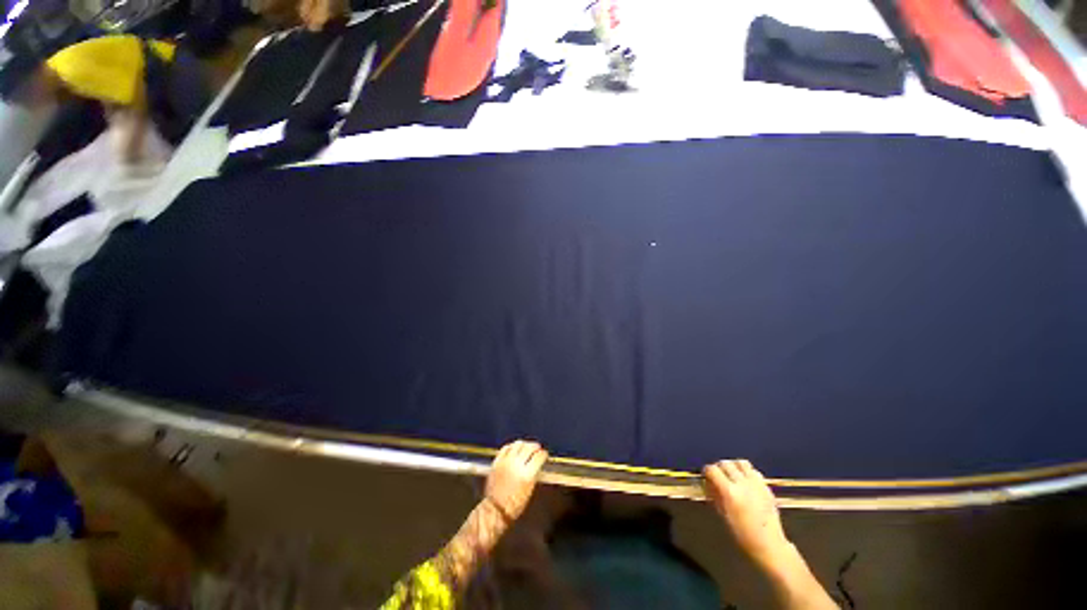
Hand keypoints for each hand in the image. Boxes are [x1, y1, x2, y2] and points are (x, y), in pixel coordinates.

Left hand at [486, 440, 548, 520]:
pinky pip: (504, 449)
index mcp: (527, 474)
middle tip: (537, 448)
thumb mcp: (530, 489)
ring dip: (523, 444)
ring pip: (516, 445)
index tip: (545, 454)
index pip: (539, 456)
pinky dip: (511, 446)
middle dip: (535, 447)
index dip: (544, 454)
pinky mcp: (496, 462)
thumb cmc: (516, 503)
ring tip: (526, 446)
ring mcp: (505, 462)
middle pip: (528, 447)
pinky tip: (513, 448)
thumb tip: (536, 465)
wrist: (497, 507)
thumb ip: (533, 474)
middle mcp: (516, 465)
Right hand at [704, 459, 790, 565]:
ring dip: (733, 466)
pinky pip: (753, 470)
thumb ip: (716, 499)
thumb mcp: (724, 517)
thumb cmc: (741, 534)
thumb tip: (710, 487)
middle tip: (715, 475)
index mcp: (730, 492)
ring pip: (742, 463)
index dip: (707, 471)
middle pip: (728, 464)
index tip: (704, 474)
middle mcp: (743, 482)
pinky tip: (744, 481)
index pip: (714, 471)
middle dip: (719, 467)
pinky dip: (745, 471)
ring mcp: (756, 481)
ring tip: (729, 474)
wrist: (766, 539)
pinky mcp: (765, 484)